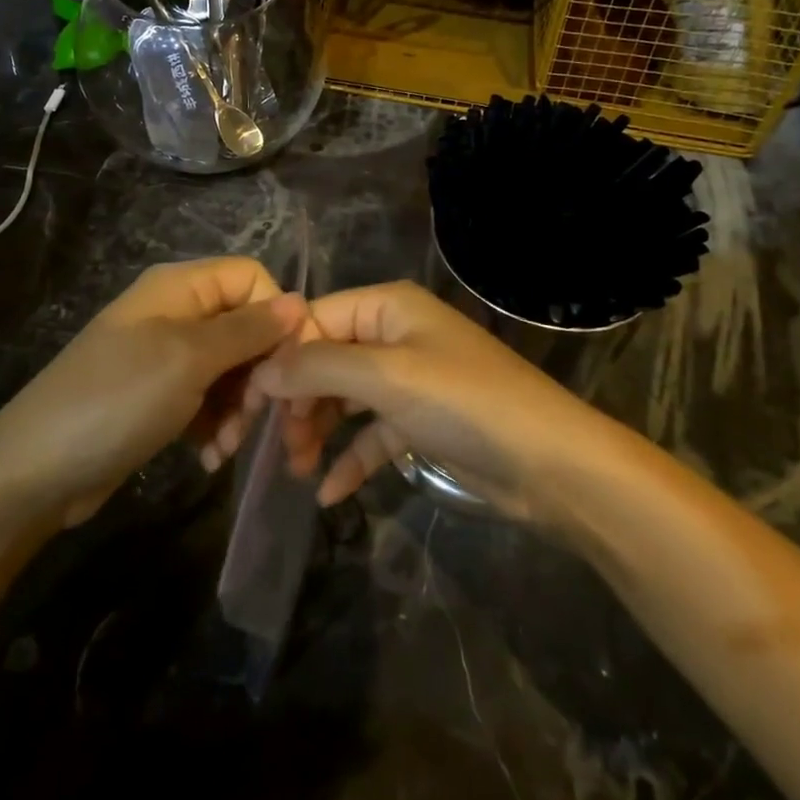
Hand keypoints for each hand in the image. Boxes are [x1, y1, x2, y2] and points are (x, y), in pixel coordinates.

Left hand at [0, 258, 304, 526]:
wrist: (34, 473)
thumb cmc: (116, 401)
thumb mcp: (188, 359)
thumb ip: (248, 329)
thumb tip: (298, 301)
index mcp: (180, 287)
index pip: (252, 278)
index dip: (277, 315)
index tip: (292, 364)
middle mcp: (176, 313)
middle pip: (246, 326)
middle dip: (260, 372)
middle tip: (255, 416)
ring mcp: (165, 356)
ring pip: (232, 367)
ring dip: (239, 407)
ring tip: (226, 446)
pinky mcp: (159, 396)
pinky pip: (208, 399)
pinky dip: (216, 425)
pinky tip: (209, 456)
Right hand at [247, 281, 598, 517]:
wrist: (551, 465)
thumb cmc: (464, 403)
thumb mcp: (385, 377)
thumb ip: (318, 368)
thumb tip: (261, 371)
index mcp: (387, 307)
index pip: (313, 321)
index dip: (278, 359)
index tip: (247, 405)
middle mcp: (395, 334)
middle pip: (326, 360)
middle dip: (297, 401)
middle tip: (274, 446)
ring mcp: (410, 379)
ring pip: (345, 398)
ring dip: (318, 430)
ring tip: (297, 469)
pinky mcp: (423, 421)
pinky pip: (372, 433)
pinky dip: (351, 457)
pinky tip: (329, 492)